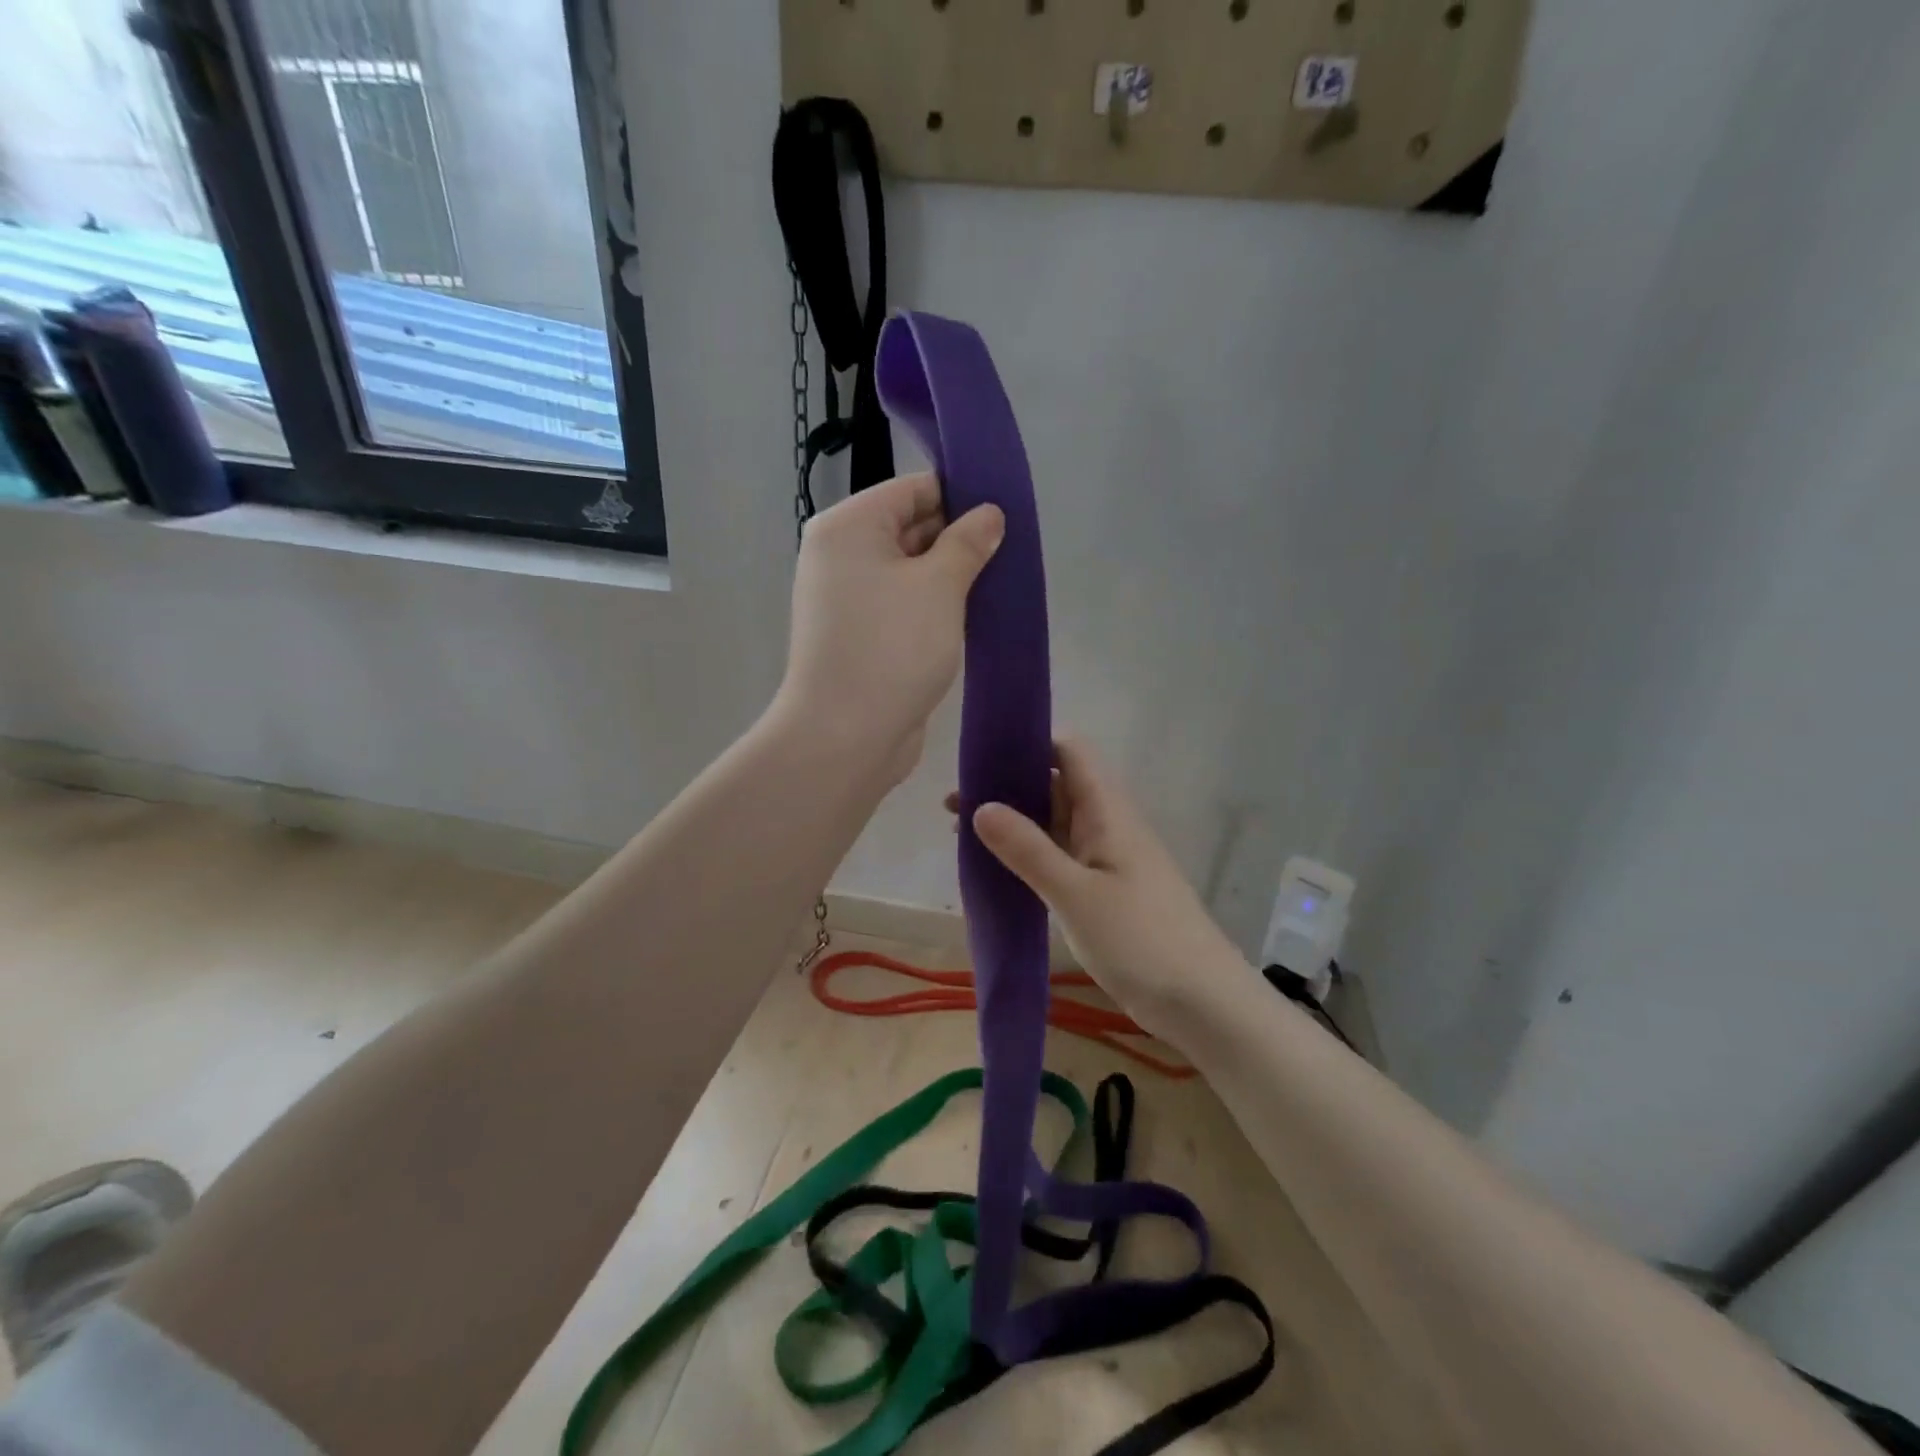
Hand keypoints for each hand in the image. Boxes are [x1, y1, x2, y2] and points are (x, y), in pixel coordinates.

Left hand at [777, 474, 1003, 784]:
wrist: (845, 736)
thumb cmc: (892, 647)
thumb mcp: (939, 586)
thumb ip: (967, 543)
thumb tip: (989, 514)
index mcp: (848, 527)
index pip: (912, 489)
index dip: (960, 496)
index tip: (1006, 512)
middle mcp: (840, 556)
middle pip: (909, 528)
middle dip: (958, 538)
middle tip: (1011, 551)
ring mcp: (847, 600)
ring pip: (910, 572)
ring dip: (950, 577)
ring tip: (1000, 583)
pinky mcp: (860, 637)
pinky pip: (903, 606)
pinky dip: (934, 608)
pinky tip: (973, 615)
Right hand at [952, 738, 1248, 1042]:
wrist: (1201, 1002)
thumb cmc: (1140, 939)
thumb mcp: (1075, 893)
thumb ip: (1027, 849)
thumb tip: (981, 805)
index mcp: (1106, 810)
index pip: (1068, 752)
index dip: (1028, 743)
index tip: (981, 755)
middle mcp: (1106, 824)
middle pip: (1054, 786)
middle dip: (1007, 787)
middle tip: (953, 803)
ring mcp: (1105, 859)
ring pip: (1053, 824)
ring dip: (1013, 823)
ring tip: (960, 832)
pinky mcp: (1102, 891)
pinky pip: (1059, 858)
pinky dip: (1027, 855)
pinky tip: (994, 869)